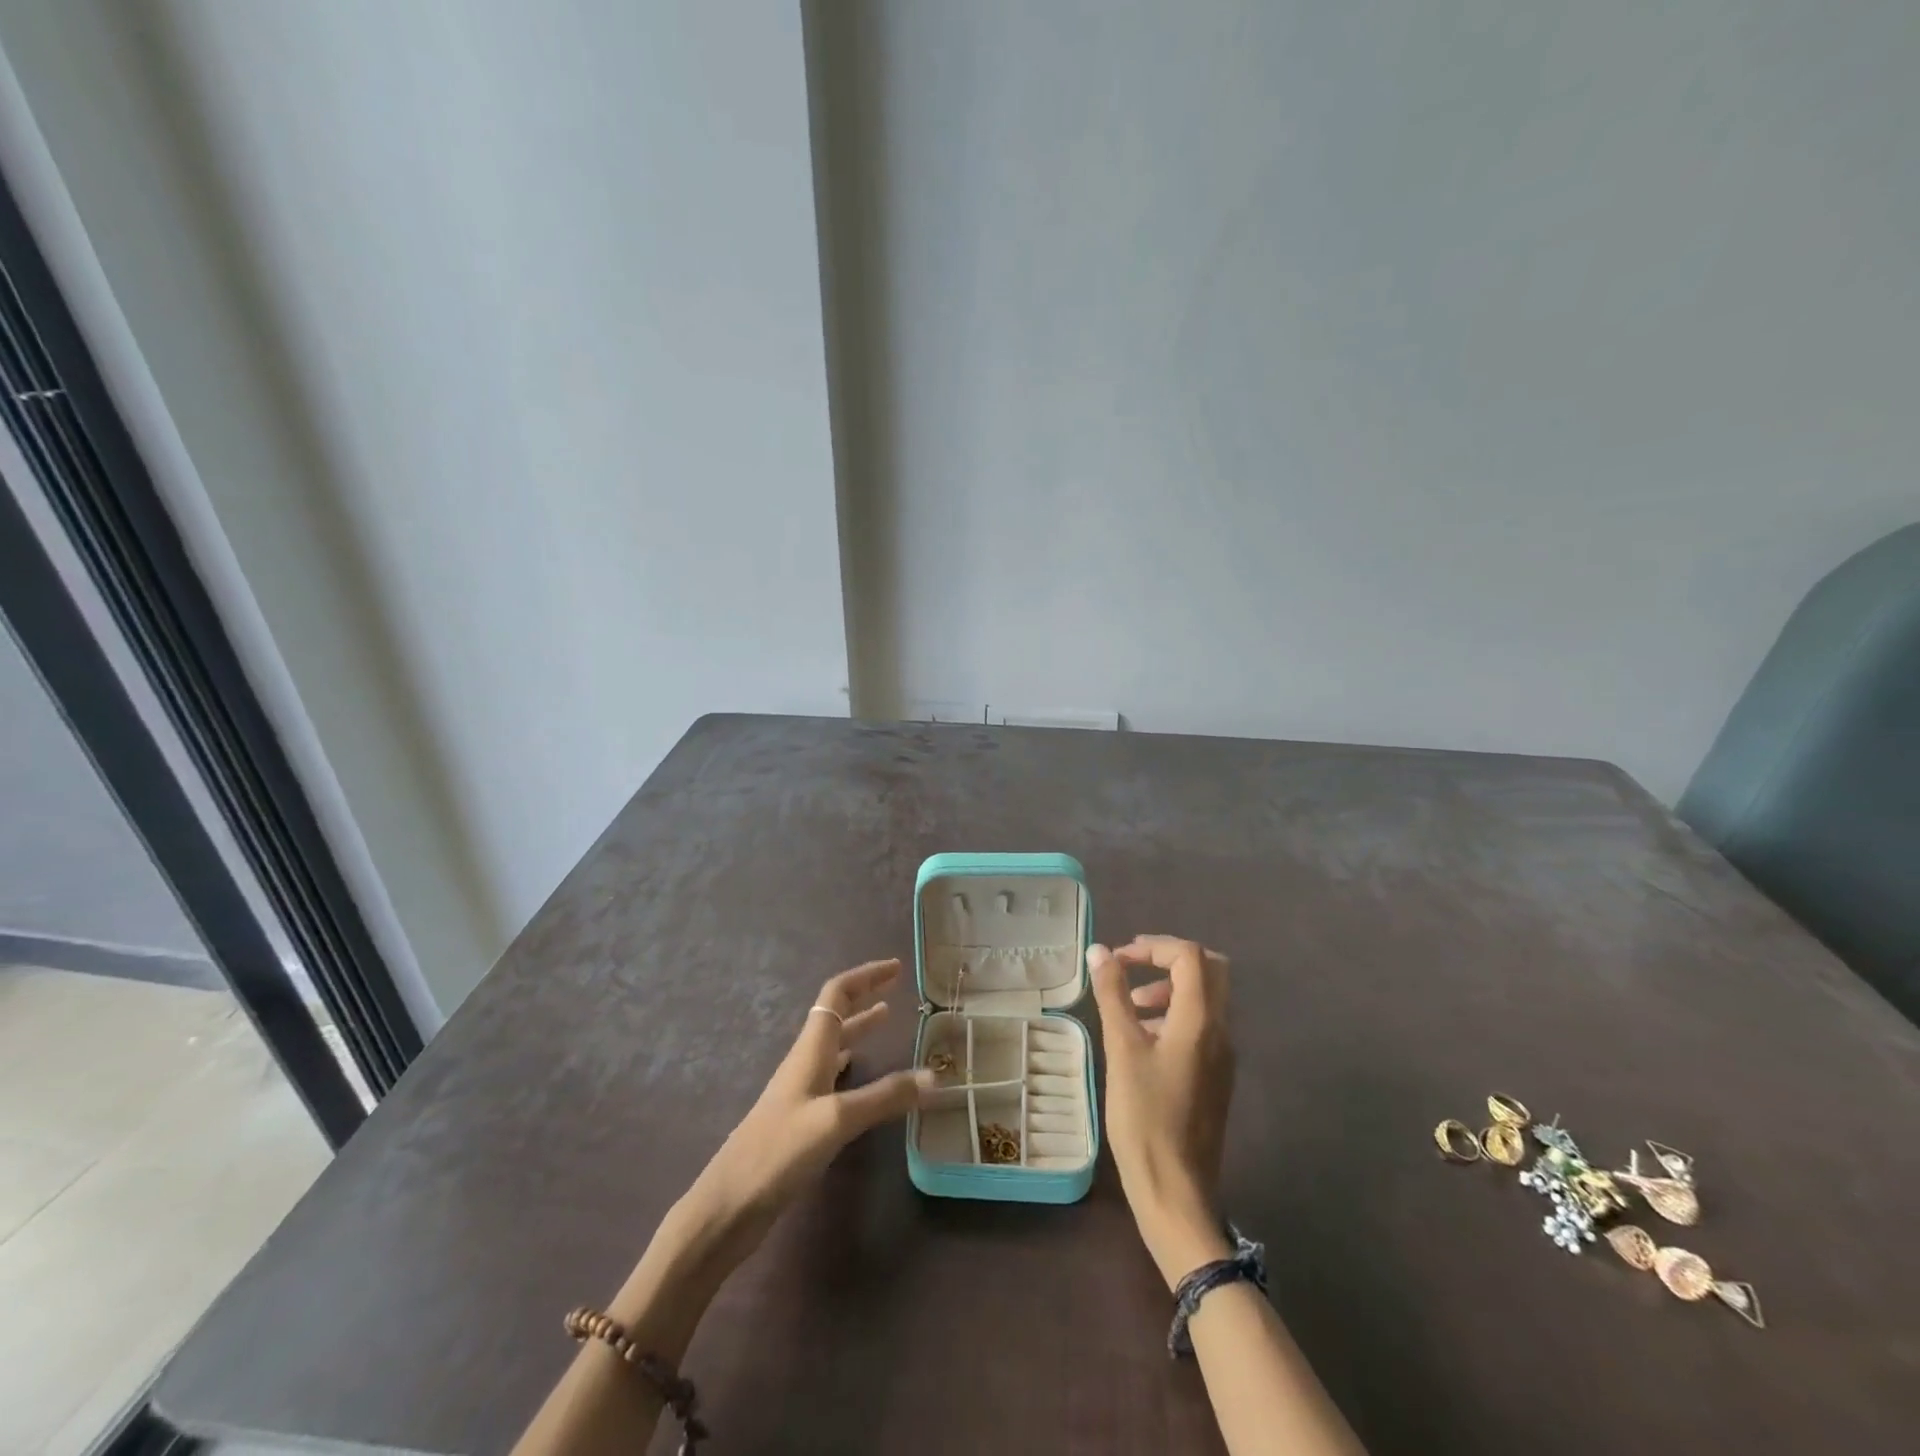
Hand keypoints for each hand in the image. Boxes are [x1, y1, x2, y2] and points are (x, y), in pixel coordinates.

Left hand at [674, 958, 930, 1276]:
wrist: (728, 1205)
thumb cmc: (779, 1151)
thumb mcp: (837, 1120)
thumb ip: (886, 1097)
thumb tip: (936, 1075)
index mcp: (810, 1049)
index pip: (836, 994)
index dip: (865, 976)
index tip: (896, 967)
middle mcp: (805, 1061)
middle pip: (835, 1014)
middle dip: (864, 995)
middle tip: (896, 987)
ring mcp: (800, 1091)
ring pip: (834, 1044)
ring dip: (859, 1027)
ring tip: (886, 1018)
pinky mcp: (800, 1119)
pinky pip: (831, 1075)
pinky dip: (851, 1062)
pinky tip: (860, 1072)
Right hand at [1089, 935, 1235, 1287]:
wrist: (1176, 1192)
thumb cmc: (1145, 1118)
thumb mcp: (1122, 1051)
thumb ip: (1113, 995)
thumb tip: (1100, 951)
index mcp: (1201, 1021)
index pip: (1189, 956)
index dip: (1153, 946)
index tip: (1118, 959)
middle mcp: (1221, 1031)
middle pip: (1210, 970)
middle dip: (1169, 959)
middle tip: (1132, 967)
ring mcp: (1223, 1055)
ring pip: (1208, 997)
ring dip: (1171, 986)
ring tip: (1131, 1006)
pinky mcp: (1217, 1075)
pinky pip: (1203, 1024)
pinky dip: (1176, 1013)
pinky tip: (1144, 1039)